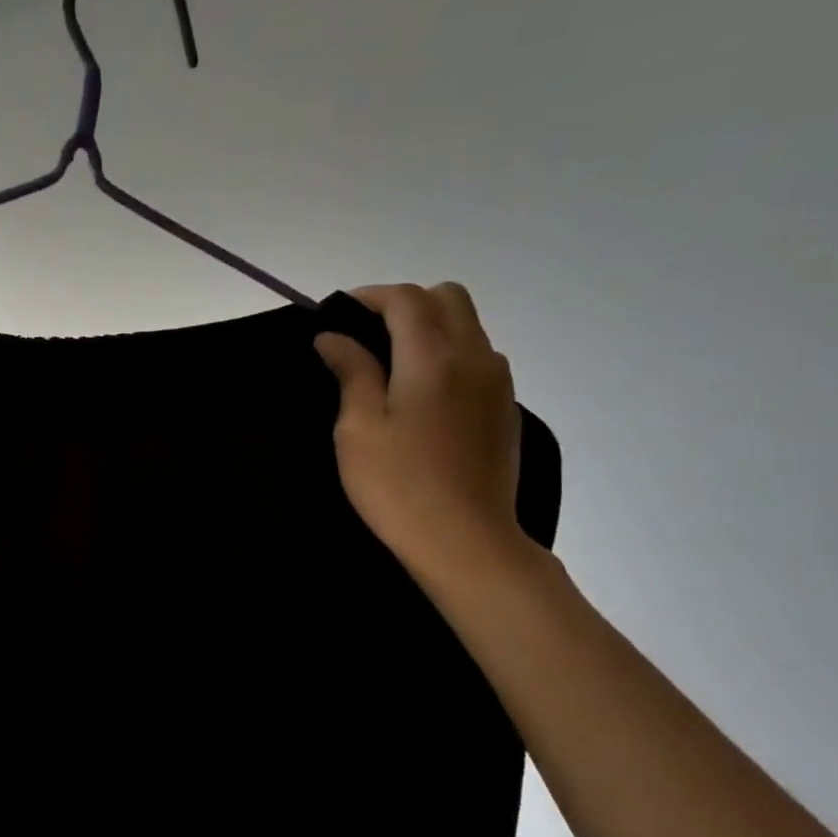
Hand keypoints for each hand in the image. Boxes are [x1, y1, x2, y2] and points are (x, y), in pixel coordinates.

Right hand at [314, 283, 527, 577]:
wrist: (465, 540)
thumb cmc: (397, 483)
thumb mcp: (357, 427)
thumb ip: (351, 372)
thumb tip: (333, 337)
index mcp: (433, 358)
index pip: (407, 299)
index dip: (369, 296)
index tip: (337, 314)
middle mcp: (475, 358)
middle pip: (448, 298)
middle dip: (405, 303)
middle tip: (366, 333)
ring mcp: (497, 383)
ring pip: (468, 326)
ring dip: (429, 327)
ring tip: (390, 362)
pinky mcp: (504, 408)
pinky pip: (478, 357)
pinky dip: (447, 354)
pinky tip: (420, 393)